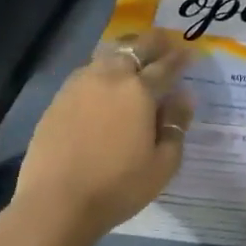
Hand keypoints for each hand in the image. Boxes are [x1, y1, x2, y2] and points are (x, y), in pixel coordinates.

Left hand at [11, 29, 192, 242]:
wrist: (55, 204)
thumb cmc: (117, 187)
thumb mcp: (163, 164)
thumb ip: (176, 125)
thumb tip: (183, 96)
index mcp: (139, 91)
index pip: (166, 65)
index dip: (180, 57)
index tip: (190, 52)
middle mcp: (110, 78)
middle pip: (135, 48)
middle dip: (154, 42)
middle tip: (165, 42)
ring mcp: (80, 85)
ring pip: (108, 55)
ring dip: (126, 51)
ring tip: (135, 56)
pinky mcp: (59, 99)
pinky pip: (87, 71)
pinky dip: (102, 69)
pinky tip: (104, 82)